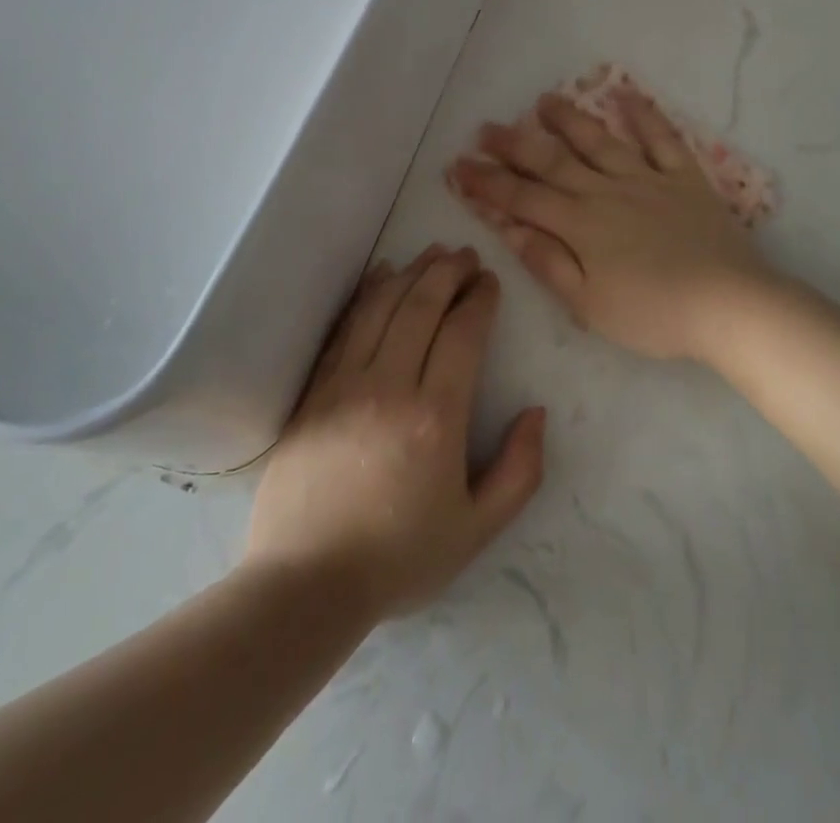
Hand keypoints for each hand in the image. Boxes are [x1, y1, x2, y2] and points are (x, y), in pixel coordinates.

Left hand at [244, 246, 545, 619]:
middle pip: (422, 306)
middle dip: (449, 272)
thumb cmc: (399, 558)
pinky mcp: (314, 392)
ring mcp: (345, 385)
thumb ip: (519, 470)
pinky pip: (345, 328)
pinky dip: (367, 294)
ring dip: (411, 273)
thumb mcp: (477, 529)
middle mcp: (390, 387)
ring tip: (432, 254)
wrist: (304, 586)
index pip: (463, 333)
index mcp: (436, 417)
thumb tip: (536, 412)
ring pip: (382, 308)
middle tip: (466, 254)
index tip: (490, 281)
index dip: (480, 298)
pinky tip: (381, 276)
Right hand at [447, 88, 775, 362]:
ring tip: (543, 100)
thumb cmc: (653, 314)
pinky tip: (626, 94)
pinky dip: (644, 115)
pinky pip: (661, 138)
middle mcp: (607, 191)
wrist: (727, 304)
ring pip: (599, 140)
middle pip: (553, 162)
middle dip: (515, 145)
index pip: (522, 198)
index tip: (459, 166)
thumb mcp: (588, 304)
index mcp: (580, 225)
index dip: (488, 182)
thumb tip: (508, 228)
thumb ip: (547, 262)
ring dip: (568, 119)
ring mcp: (647, 178)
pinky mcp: (683, 177)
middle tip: (486, 128)